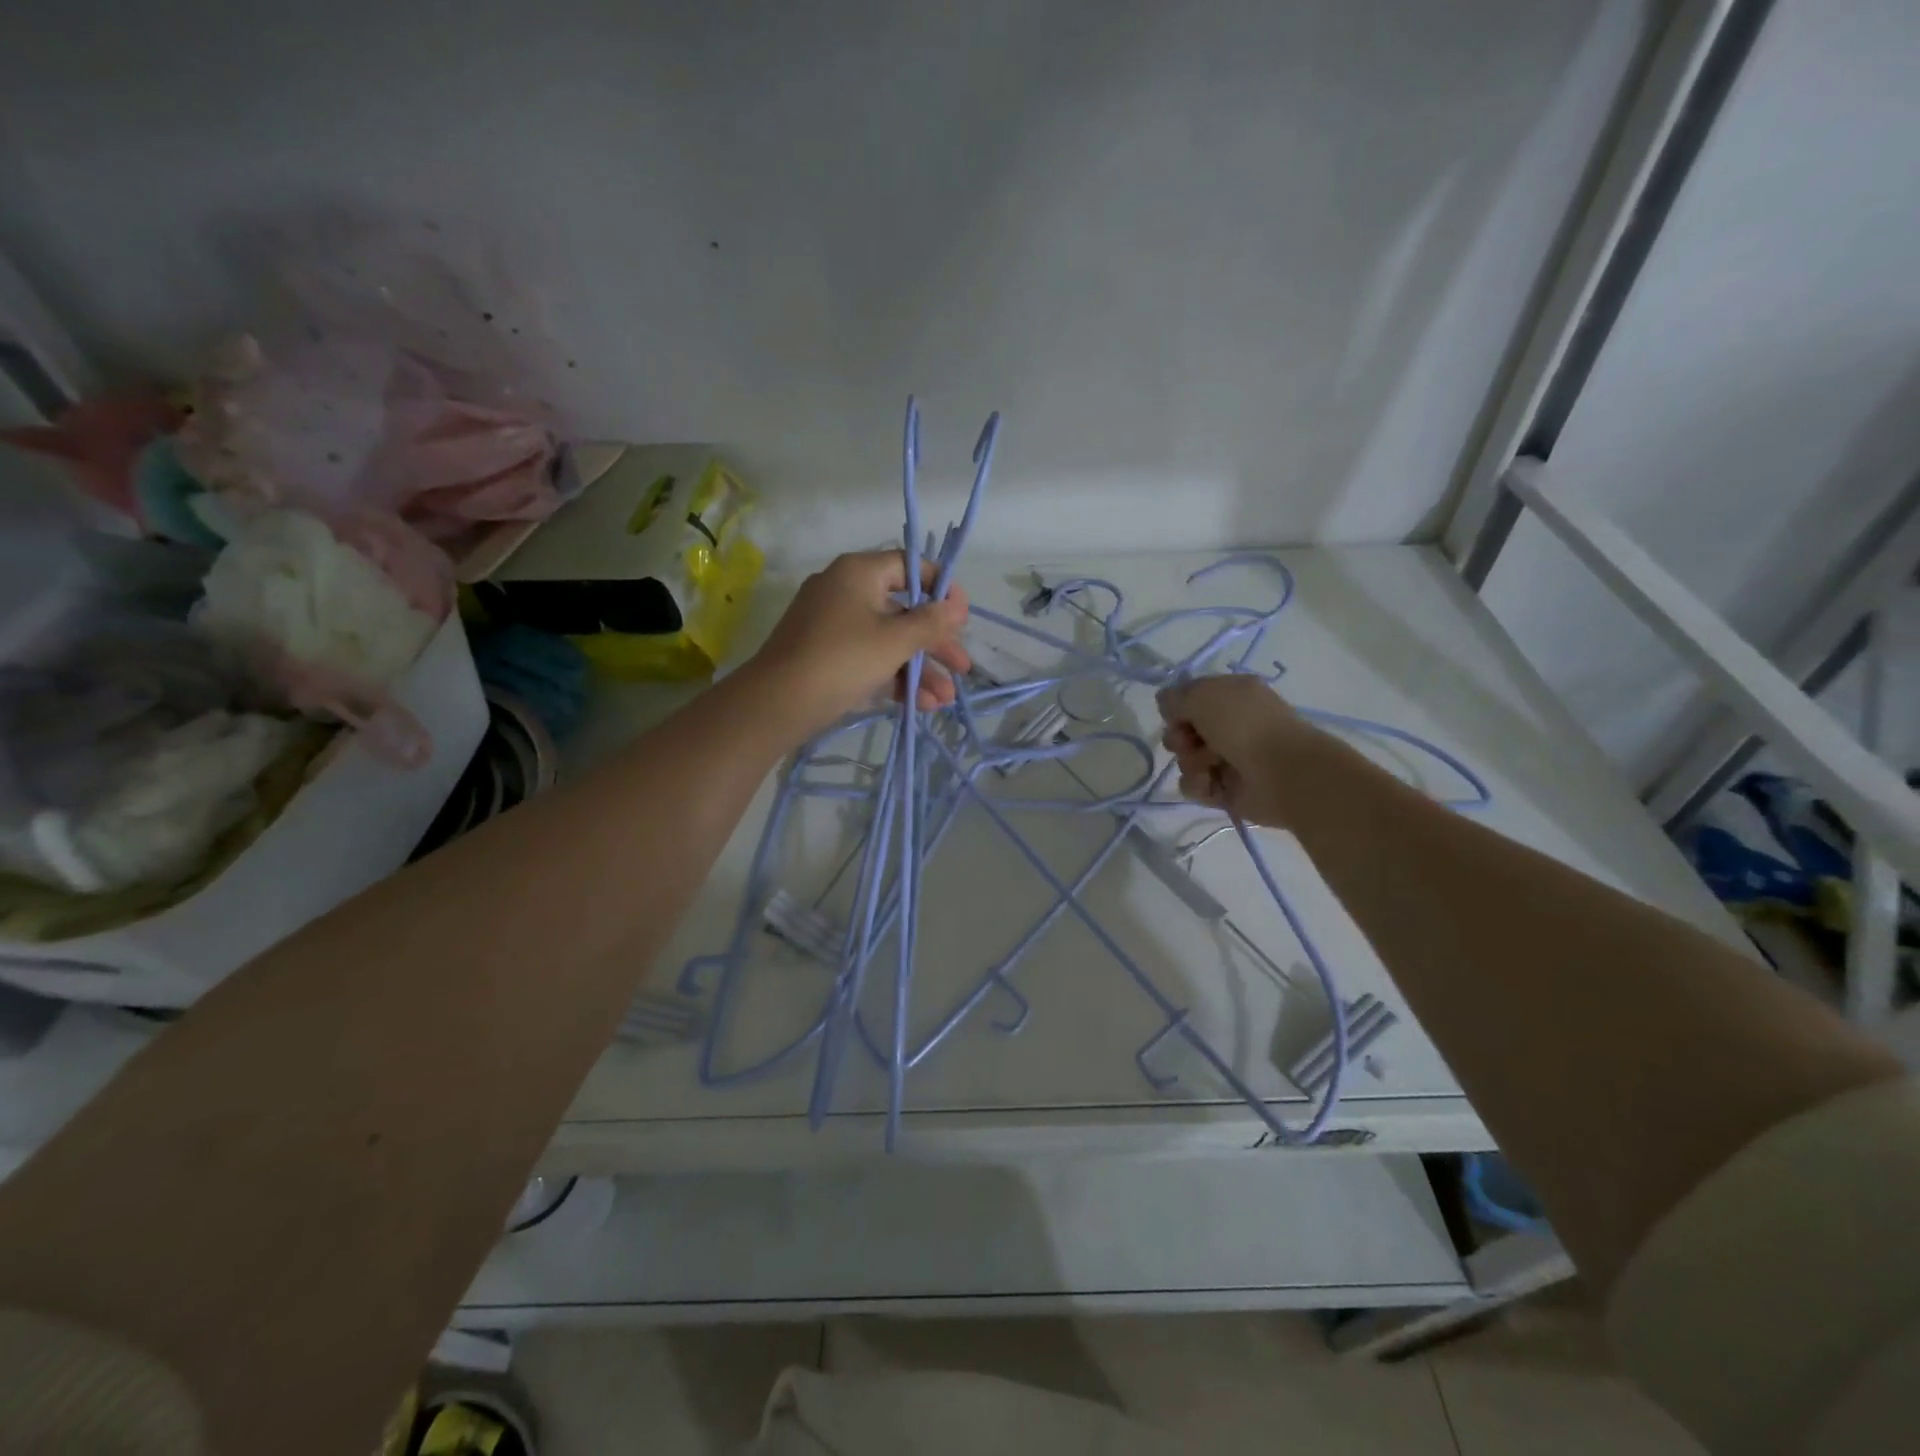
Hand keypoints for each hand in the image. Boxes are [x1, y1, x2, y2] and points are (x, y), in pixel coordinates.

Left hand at [748, 551, 971, 737]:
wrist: (778, 703)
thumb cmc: (842, 659)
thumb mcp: (895, 640)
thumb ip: (931, 622)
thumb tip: (957, 606)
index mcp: (859, 573)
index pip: (910, 566)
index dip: (941, 588)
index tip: (962, 615)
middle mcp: (845, 591)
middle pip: (903, 610)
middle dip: (935, 643)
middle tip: (963, 667)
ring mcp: (834, 625)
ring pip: (888, 640)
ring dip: (920, 669)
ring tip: (946, 700)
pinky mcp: (827, 655)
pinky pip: (869, 658)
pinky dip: (894, 677)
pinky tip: (922, 704)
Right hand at [1156, 674, 1325, 826]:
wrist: (1282, 773)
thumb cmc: (1243, 725)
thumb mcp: (1203, 696)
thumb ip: (1175, 697)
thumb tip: (1164, 702)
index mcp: (1232, 696)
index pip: (1190, 698)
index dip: (1177, 707)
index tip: (1174, 714)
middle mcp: (1230, 725)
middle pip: (1184, 730)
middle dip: (1179, 737)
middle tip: (1189, 742)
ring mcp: (1229, 758)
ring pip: (1186, 759)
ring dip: (1190, 762)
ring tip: (1208, 765)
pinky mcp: (1226, 789)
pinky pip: (1195, 785)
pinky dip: (1199, 784)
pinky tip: (1211, 783)